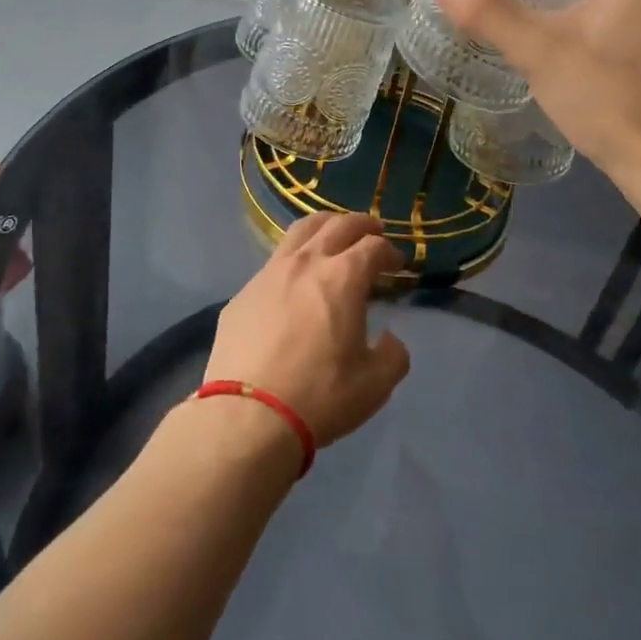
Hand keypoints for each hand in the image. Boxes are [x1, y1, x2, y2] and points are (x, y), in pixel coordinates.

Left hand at [205, 213, 410, 447]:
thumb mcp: (375, 384)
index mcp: (343, 277)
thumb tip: (389, 339)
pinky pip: (274, 262)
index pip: (373, 247)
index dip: (390, 251)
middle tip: (373, 232)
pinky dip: (294, 258)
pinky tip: (295, 278)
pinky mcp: (243, 293)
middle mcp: (306, 263)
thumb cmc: (319, 396)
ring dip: (324, 226)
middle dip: (361, 224)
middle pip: (338, 225)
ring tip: (333, 234)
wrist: (247, 415)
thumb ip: (393, 355)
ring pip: (300, 231)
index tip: (397, 263)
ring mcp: (269, 274)